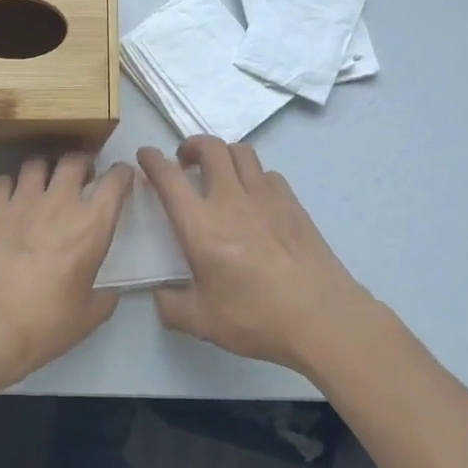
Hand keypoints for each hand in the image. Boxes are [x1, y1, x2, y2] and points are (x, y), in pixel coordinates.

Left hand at [0, 153, 133, 393]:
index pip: (115, 181)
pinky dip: (9, 186)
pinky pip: (2, 181)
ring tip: (43, 182)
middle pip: (74, 161)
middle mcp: (59, 203)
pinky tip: (9, 200)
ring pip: (36, 164)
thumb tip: (109, 294)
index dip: (122, 173)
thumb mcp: (87, 318)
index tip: (121, 176)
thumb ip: (104, 299)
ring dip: (45, 169)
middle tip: (81, 176)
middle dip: (82, 163)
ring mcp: (21, 201)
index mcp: (92, 226)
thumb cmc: (45, 324)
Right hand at [138, 137, 371, 371]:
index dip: (152, 160)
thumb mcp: (202, 322)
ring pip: (242, 152)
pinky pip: (268, 174)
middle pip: (210, 148)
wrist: (321, 317)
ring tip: (219, 172)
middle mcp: (231, 200)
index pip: (169, 177)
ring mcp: (266, 198)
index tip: (146, 156)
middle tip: (185, 161)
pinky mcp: (293, 204)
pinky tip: (254, 196)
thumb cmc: (255, 318)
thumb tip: (161, 296)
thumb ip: (172, 306)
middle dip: (192, 145)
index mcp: (200, 225)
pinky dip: (254, 175)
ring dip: (224, 154)